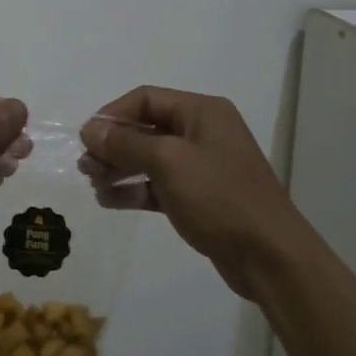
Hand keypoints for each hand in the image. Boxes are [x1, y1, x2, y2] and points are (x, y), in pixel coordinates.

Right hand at [80, 87, 297, 299]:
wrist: (269, 257)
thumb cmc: (219, 197)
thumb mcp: (168, 162)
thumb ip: (126, 143)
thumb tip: (91, 128)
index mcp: (202, 112)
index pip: (146, 98)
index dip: (113, 114)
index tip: (86, 138)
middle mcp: (202, 132)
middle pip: (146, 128)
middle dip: (113, 144)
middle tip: (85, 166)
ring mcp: (202, 166)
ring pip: (150, 158)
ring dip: (119, 168)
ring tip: (93, 184)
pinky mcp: (200, 197)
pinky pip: (159, 185)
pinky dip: (135, 190)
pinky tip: (109, 201)